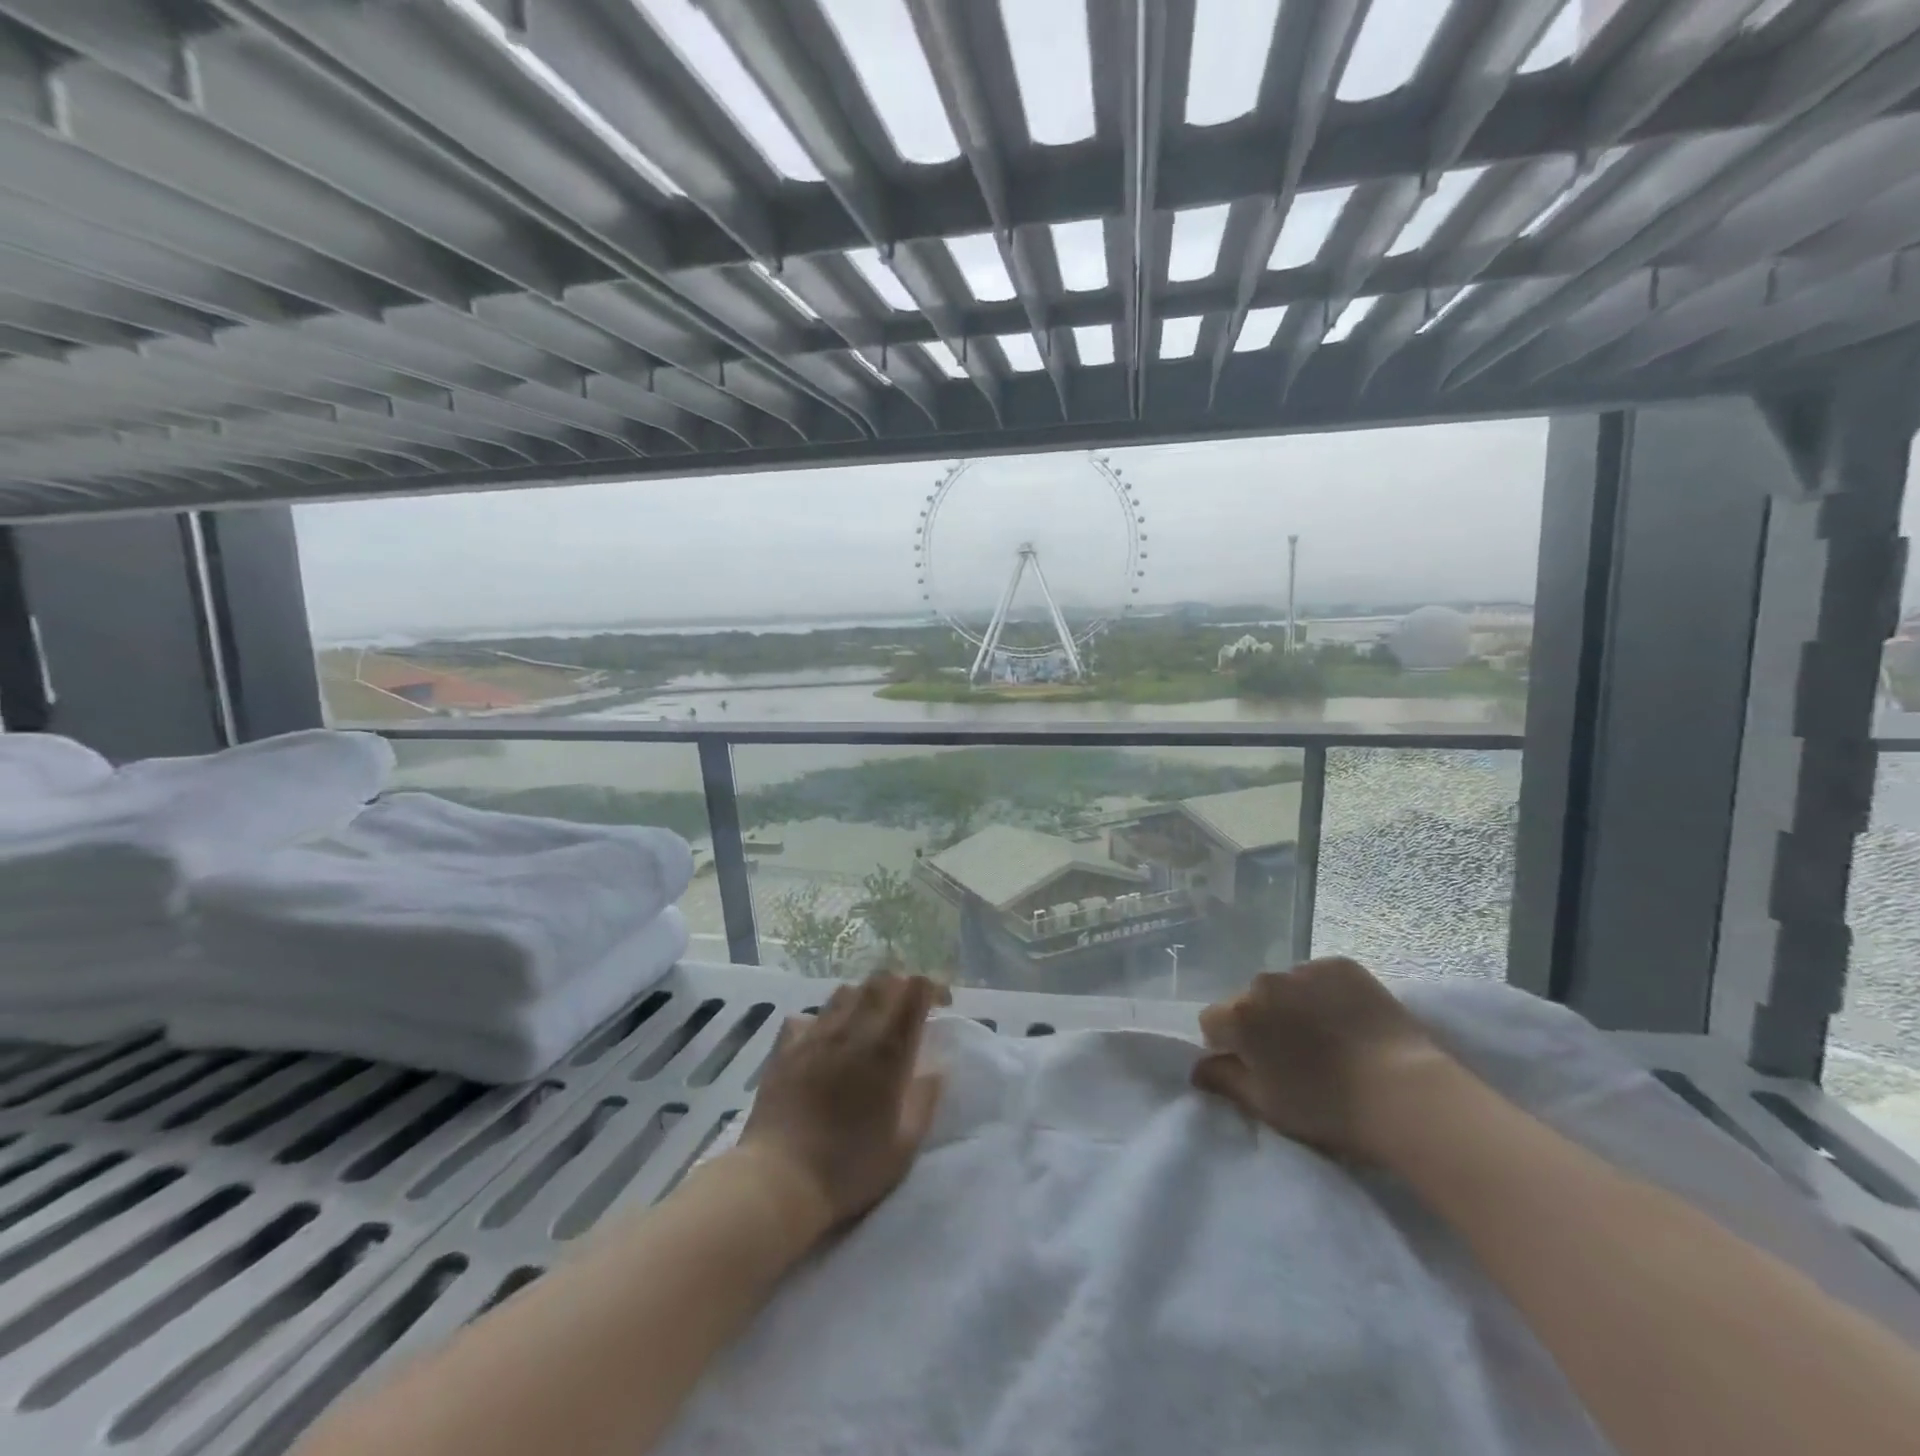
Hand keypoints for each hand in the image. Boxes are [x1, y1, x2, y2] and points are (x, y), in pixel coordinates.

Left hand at [736, 973, 948, 1227]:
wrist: (779, 1181)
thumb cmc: (850, 1167)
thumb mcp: (905, 1145)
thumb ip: (925, 1098)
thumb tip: (936, 1068)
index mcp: (888, 1047)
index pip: (914, 988)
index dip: (931, 988)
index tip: (940, 1004)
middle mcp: (853, 1028)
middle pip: (881, 980)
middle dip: (899, 987)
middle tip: (906, 1013)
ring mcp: (815, 1033)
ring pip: (845, 991)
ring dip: (864, 1000)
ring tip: (867, 1025)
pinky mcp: (785, 1046)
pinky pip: (807, 1015)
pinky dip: (822, 1020)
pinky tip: (823, 1042)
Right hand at [1191, 957, 1455, 1161]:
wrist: (1407, 1094)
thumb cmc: (1328, 1108)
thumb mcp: (1266, 1106)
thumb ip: (1224, 1081)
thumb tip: (1198, 1067)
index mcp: (1239, 1015)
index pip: (1213, 1023)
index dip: (1230, 1046)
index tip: (1255, 1067)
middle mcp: (1263, 982)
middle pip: (1249, 1001)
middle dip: (1262, 1023)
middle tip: (1293, 1055)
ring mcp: (1304, 969)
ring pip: (1284, 988)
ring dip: (1292, 1006)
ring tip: (1326, 1037)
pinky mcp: (1341, 965)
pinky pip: (1318, 977)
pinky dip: (1324, 994)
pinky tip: (1348, 1020)